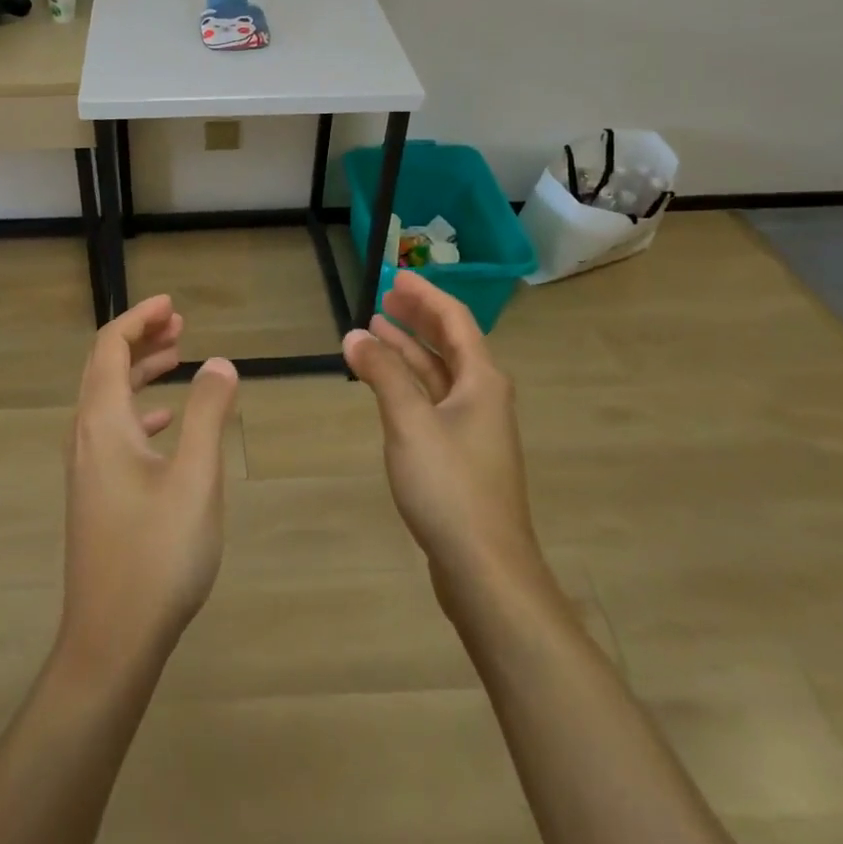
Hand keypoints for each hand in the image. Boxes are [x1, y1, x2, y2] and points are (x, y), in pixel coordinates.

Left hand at [58, 295, 238, 677]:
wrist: (111, 640)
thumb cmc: (157, 554)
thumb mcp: (196, 478)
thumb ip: (208, 414)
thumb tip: (219, 363)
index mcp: (102, 423)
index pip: (110, 348)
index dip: (139, 318)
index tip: (172, 305)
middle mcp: (85, 437)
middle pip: (105, 368)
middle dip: (140, 339)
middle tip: (180, 325)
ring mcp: (87, 468)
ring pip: (109, 400)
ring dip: (140, 373)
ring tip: (179, 358)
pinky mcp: (95, 494)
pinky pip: (113, 430)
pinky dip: (139, 410)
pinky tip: (166, 422)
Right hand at [342, 274, 547, 618]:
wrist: (485, 567)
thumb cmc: (450, 486)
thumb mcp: (410, 422)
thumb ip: (383, 374)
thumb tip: (357, 334)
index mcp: (482, 381)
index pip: (455, 320)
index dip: (426, 295)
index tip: (396, 276)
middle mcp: (484, 397)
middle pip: (451, 344)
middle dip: (419, 318)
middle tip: (385, 297)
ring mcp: (475, 428)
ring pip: (440, 374)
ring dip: (410, 350)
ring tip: (377, 330)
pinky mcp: (462, 456)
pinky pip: (434, 401)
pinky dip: (410, 383)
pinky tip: (387, 386)